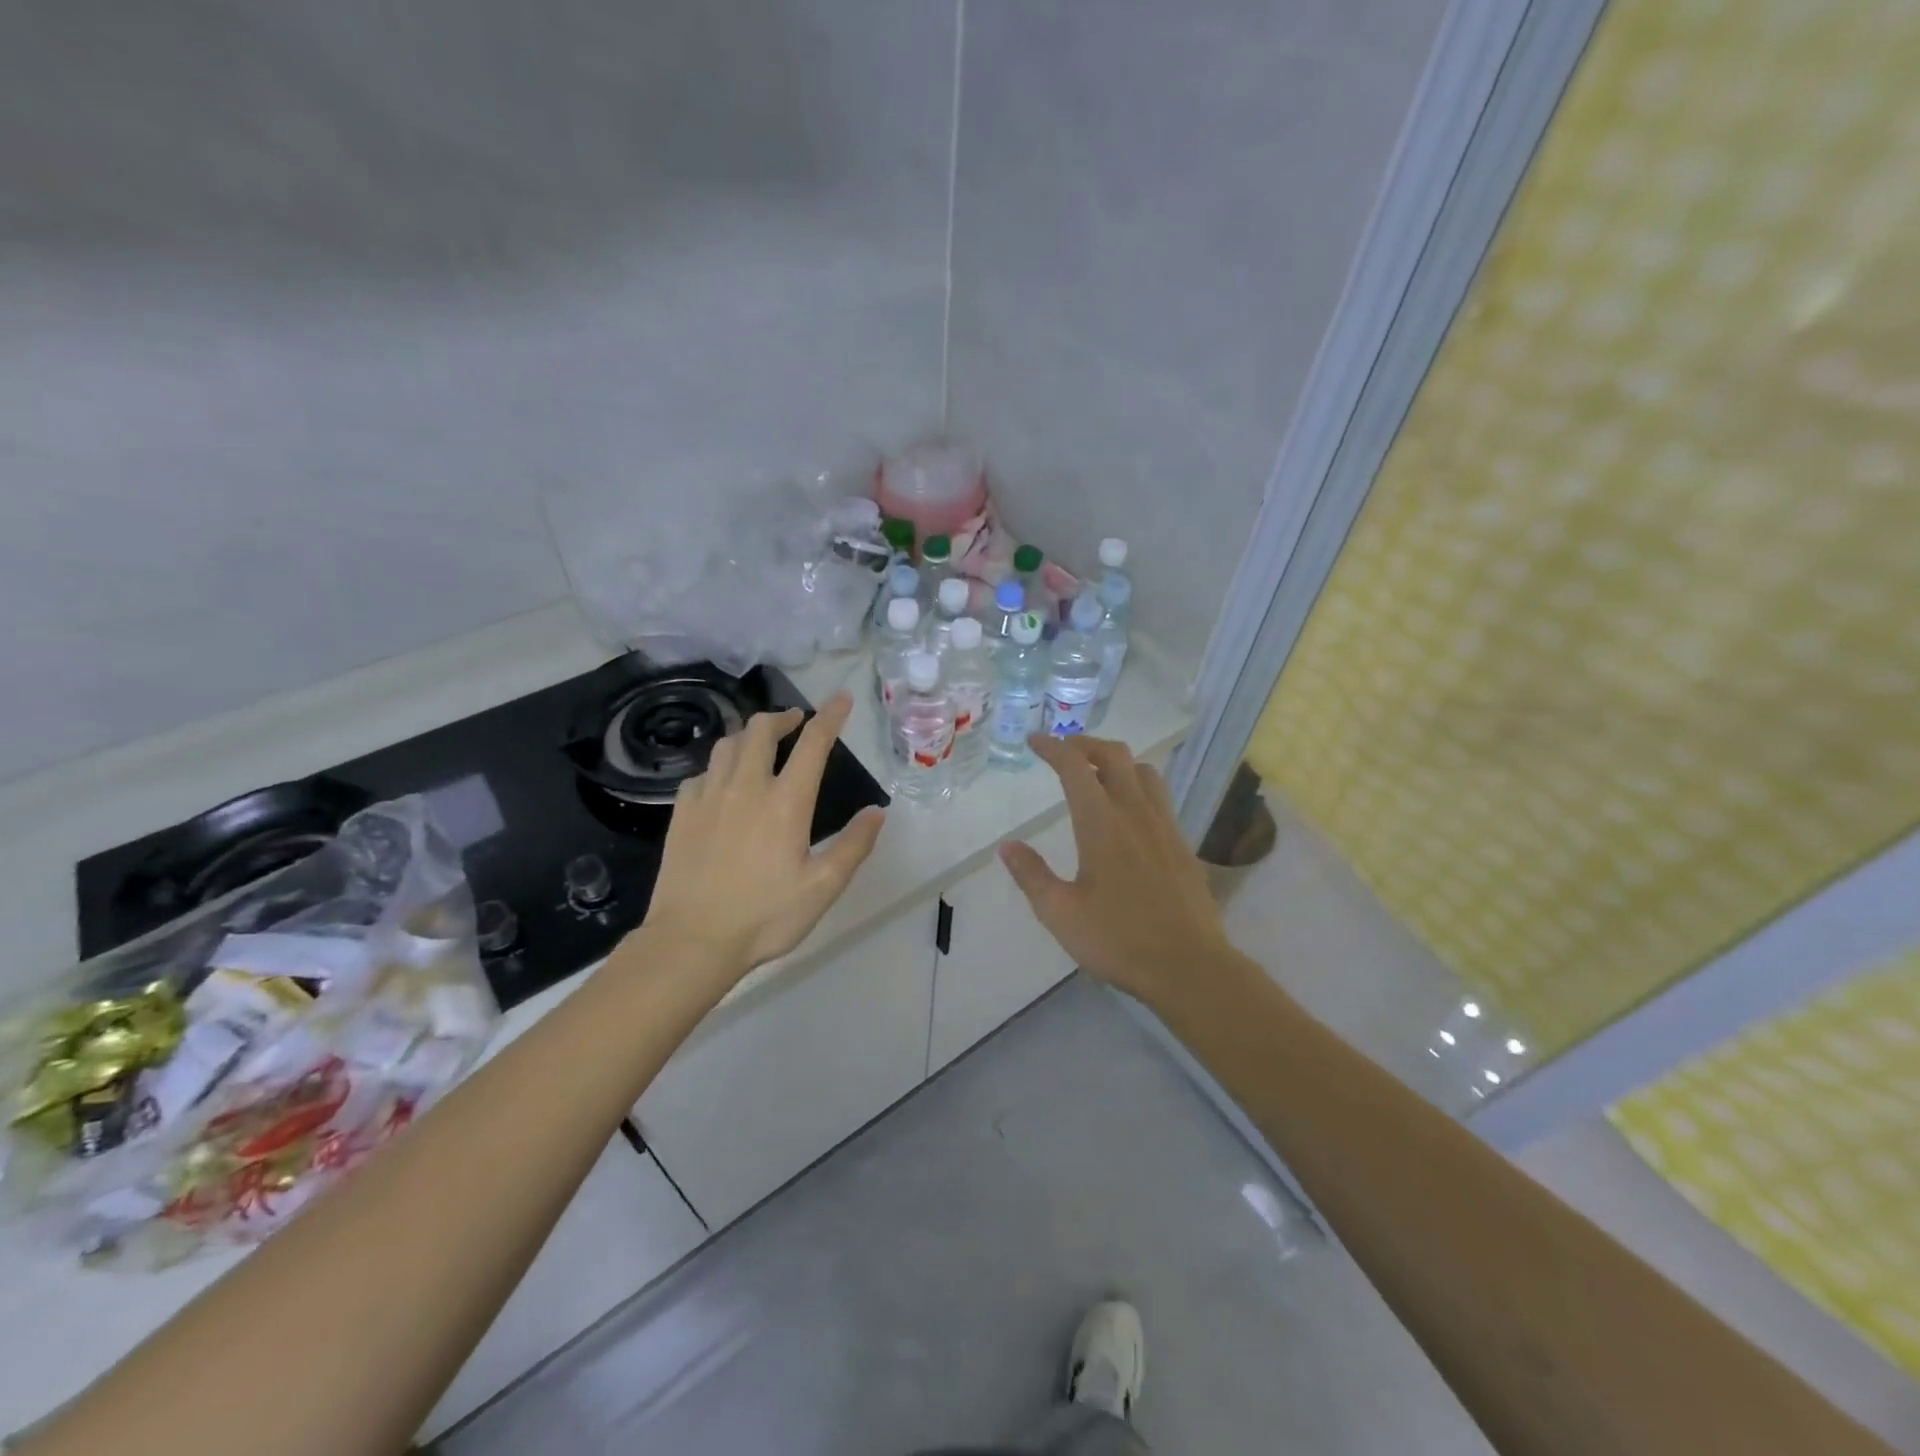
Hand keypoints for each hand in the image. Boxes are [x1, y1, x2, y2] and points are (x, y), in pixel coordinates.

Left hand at [643, 692, 884, 981]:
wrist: (692, 940)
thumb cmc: (765, 916)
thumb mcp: (823, 887)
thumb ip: (854, 846)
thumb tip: (876, 812)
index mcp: (786, 802)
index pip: (813, 744)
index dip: (830, 716)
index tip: (841, 699)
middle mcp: (746, 787)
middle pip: (760, 730)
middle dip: (782, 717)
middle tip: (795, 721)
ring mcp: (708, 797)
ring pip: (727, 744)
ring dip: (748, 735)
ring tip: (759, 744)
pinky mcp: (682, 813)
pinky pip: (701, 774)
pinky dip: (718, 767)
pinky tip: (722, 783)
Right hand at [1000, 735, 1234, 1009]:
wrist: (1189, 967)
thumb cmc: (1118, 940)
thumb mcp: (1060, 913)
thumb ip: (1032, 875)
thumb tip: (1008, 846)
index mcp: (1102, 824)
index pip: (1075, 767)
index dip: (1053, 748)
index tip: (1036, 741)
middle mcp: (1135, 814)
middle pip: (1115, 756)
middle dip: (1086, 744)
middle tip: (1064, 752)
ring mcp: (1165, 827)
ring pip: (1144, 772)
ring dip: (1117, 762)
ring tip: (1097, 775)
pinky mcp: (1183, 845)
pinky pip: (1160, 797)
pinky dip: (1138, 787)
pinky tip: (1128, 814)